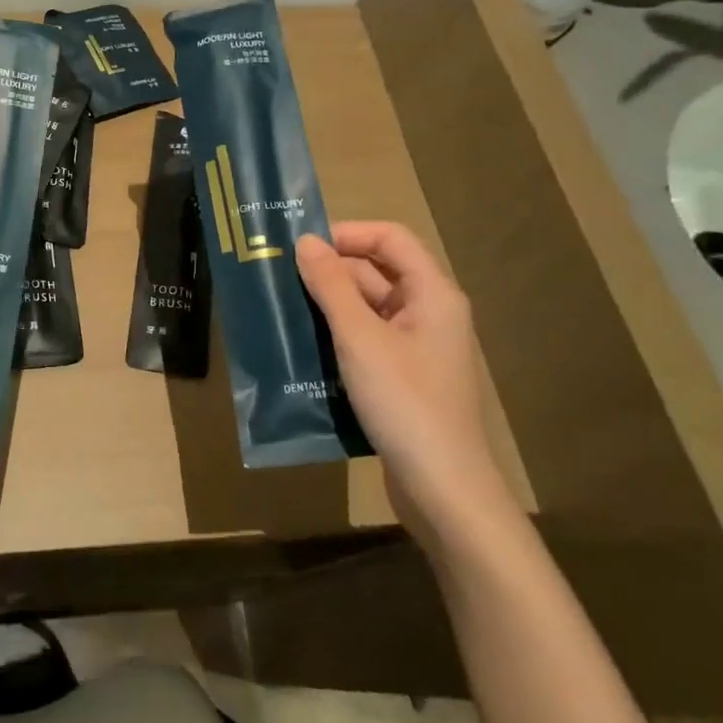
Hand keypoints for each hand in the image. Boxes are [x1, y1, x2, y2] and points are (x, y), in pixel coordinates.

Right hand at [296, 223, 511, 542]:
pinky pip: (367, 339)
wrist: (443, 489)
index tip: (302, 247)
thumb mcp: (360, 338)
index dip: (347, 234)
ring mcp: (417, 347)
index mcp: (433, 294)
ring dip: (328, 305)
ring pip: (368, 308)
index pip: (390, 238)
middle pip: (377, 272)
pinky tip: (303, 346)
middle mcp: (429, 313)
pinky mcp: (403, 377)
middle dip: (330, 271)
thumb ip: (331, 285)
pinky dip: (337, 335)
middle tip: (279, 278)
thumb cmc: (405, 402)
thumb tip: (306, 241)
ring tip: (282, 308)